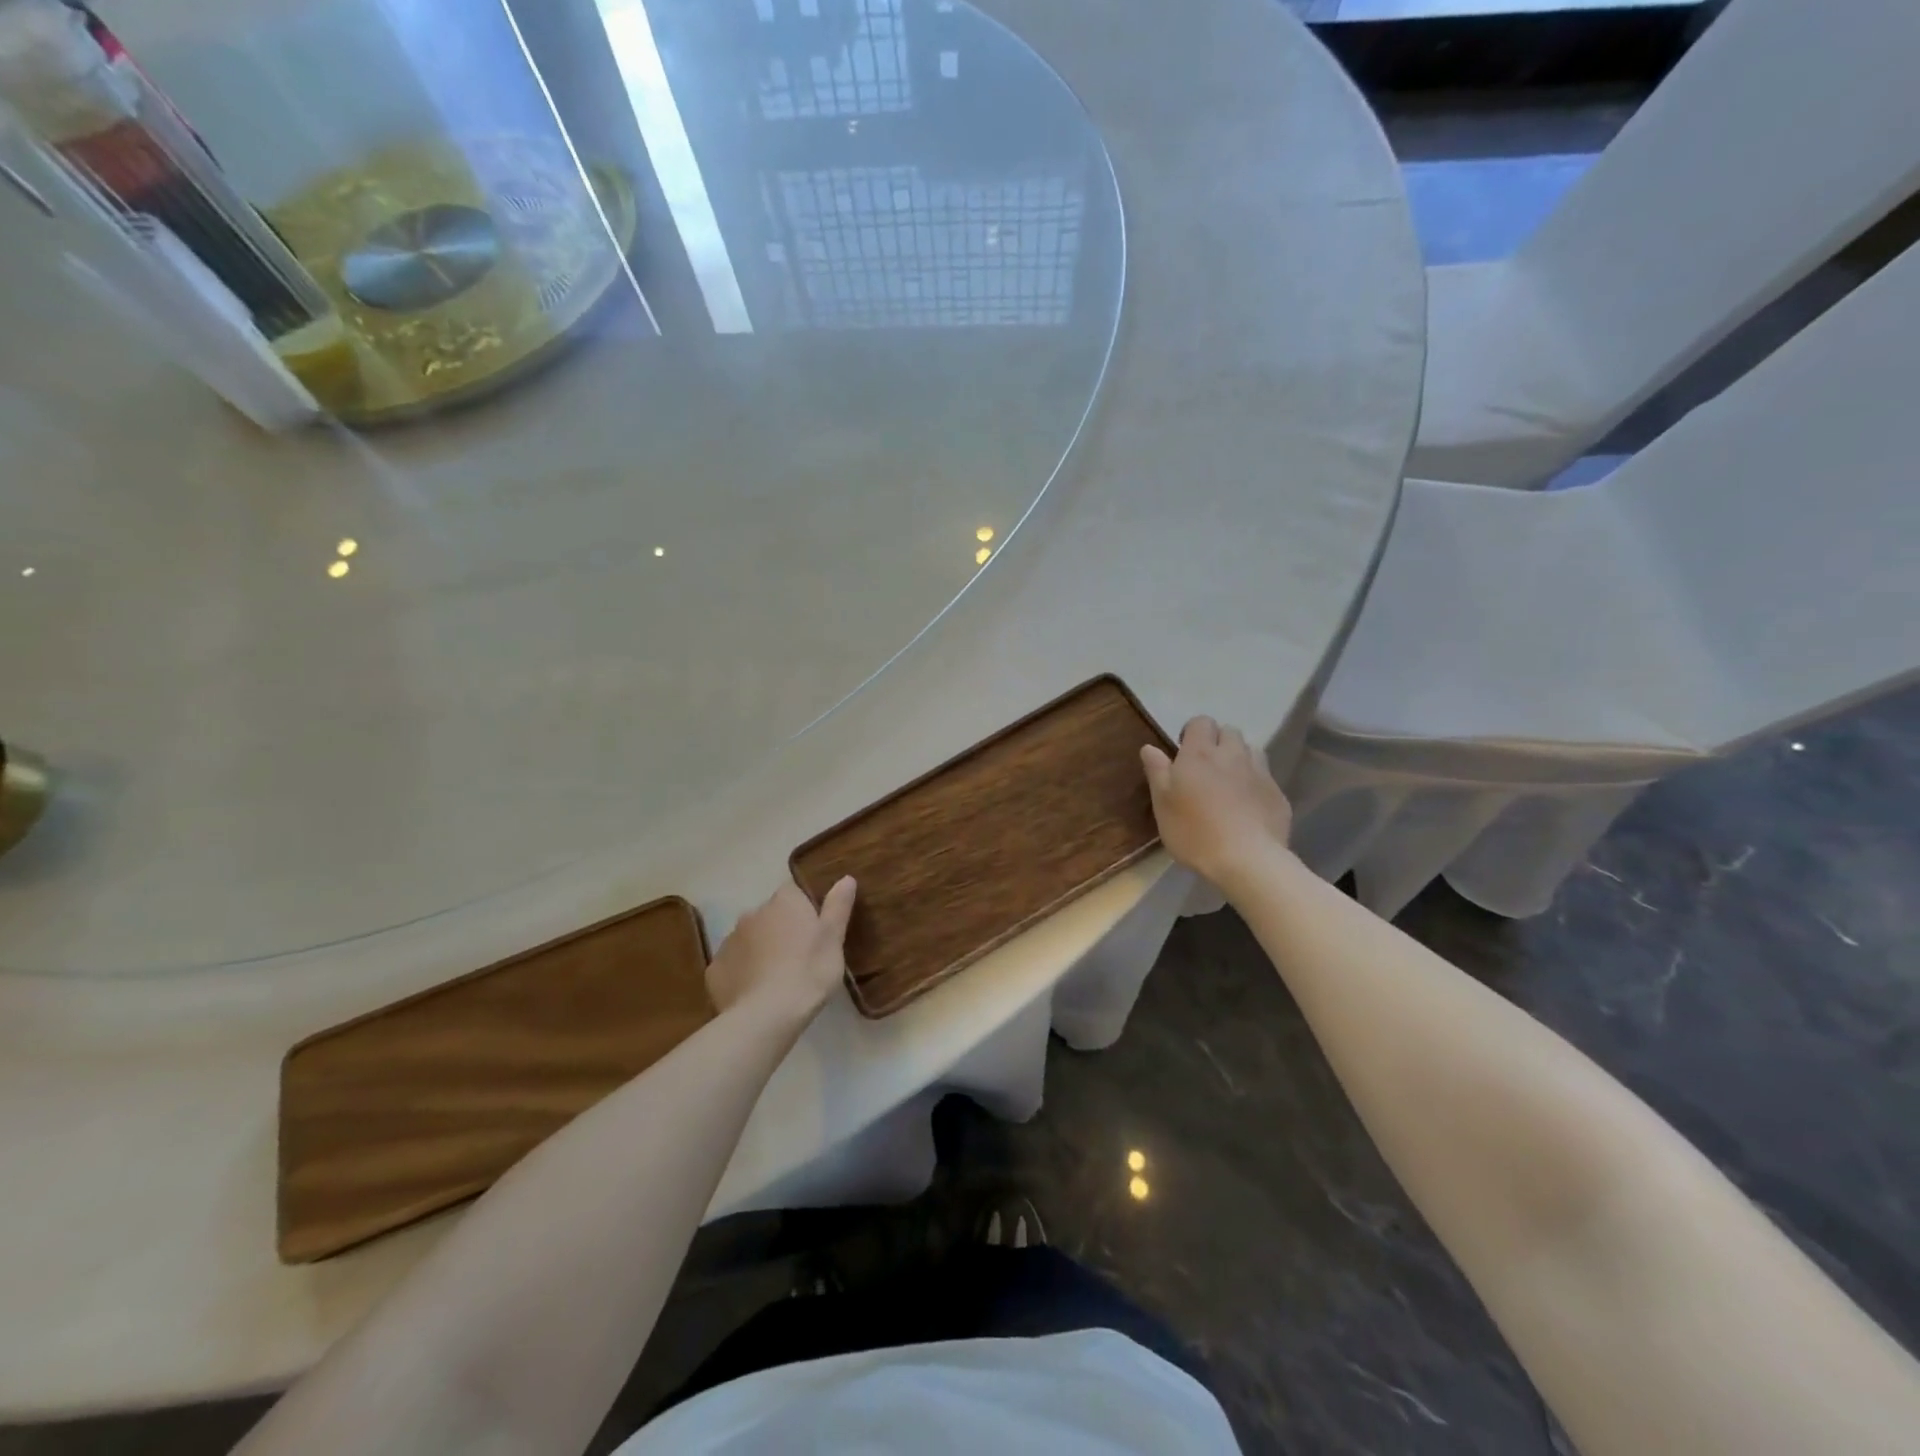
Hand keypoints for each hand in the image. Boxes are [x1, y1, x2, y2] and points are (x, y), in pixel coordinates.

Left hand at [706, 877, 856, 1024]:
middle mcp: (753, 913)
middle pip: (770, 915)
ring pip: (750, 939)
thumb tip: (846, 877)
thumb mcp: (833, 939)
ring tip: (778, 977)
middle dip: (782, 928)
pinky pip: (733, 964)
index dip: (805, 906)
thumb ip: (838, 906)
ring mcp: (729, 940)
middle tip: (800, 955)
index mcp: (784, 902)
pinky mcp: (715, 969)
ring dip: (761, 949)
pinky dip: (743, 972)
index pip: (794, 891)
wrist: (766, 1016)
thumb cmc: (809, 972)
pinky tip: (755, 992)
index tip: (815, 926)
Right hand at [1140, 716, 1293, 890]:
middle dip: (1218, 742)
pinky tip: (1248, 807)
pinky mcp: (1278, 794)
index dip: (1192, 732)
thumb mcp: (1162, 804)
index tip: (1183, 754)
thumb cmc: (1195, 831)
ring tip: (1229, 783)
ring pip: (1252, 751)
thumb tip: (1150, 747)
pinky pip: (1265, 778)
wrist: (1247, 860)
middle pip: (1229, 731)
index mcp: (1200, 753)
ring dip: (1239, 758)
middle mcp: (1233, 755)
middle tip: (1206, 768)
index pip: (1201, 722)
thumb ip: (1157, 771)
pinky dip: (1255, 783)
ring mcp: (1260, 773)